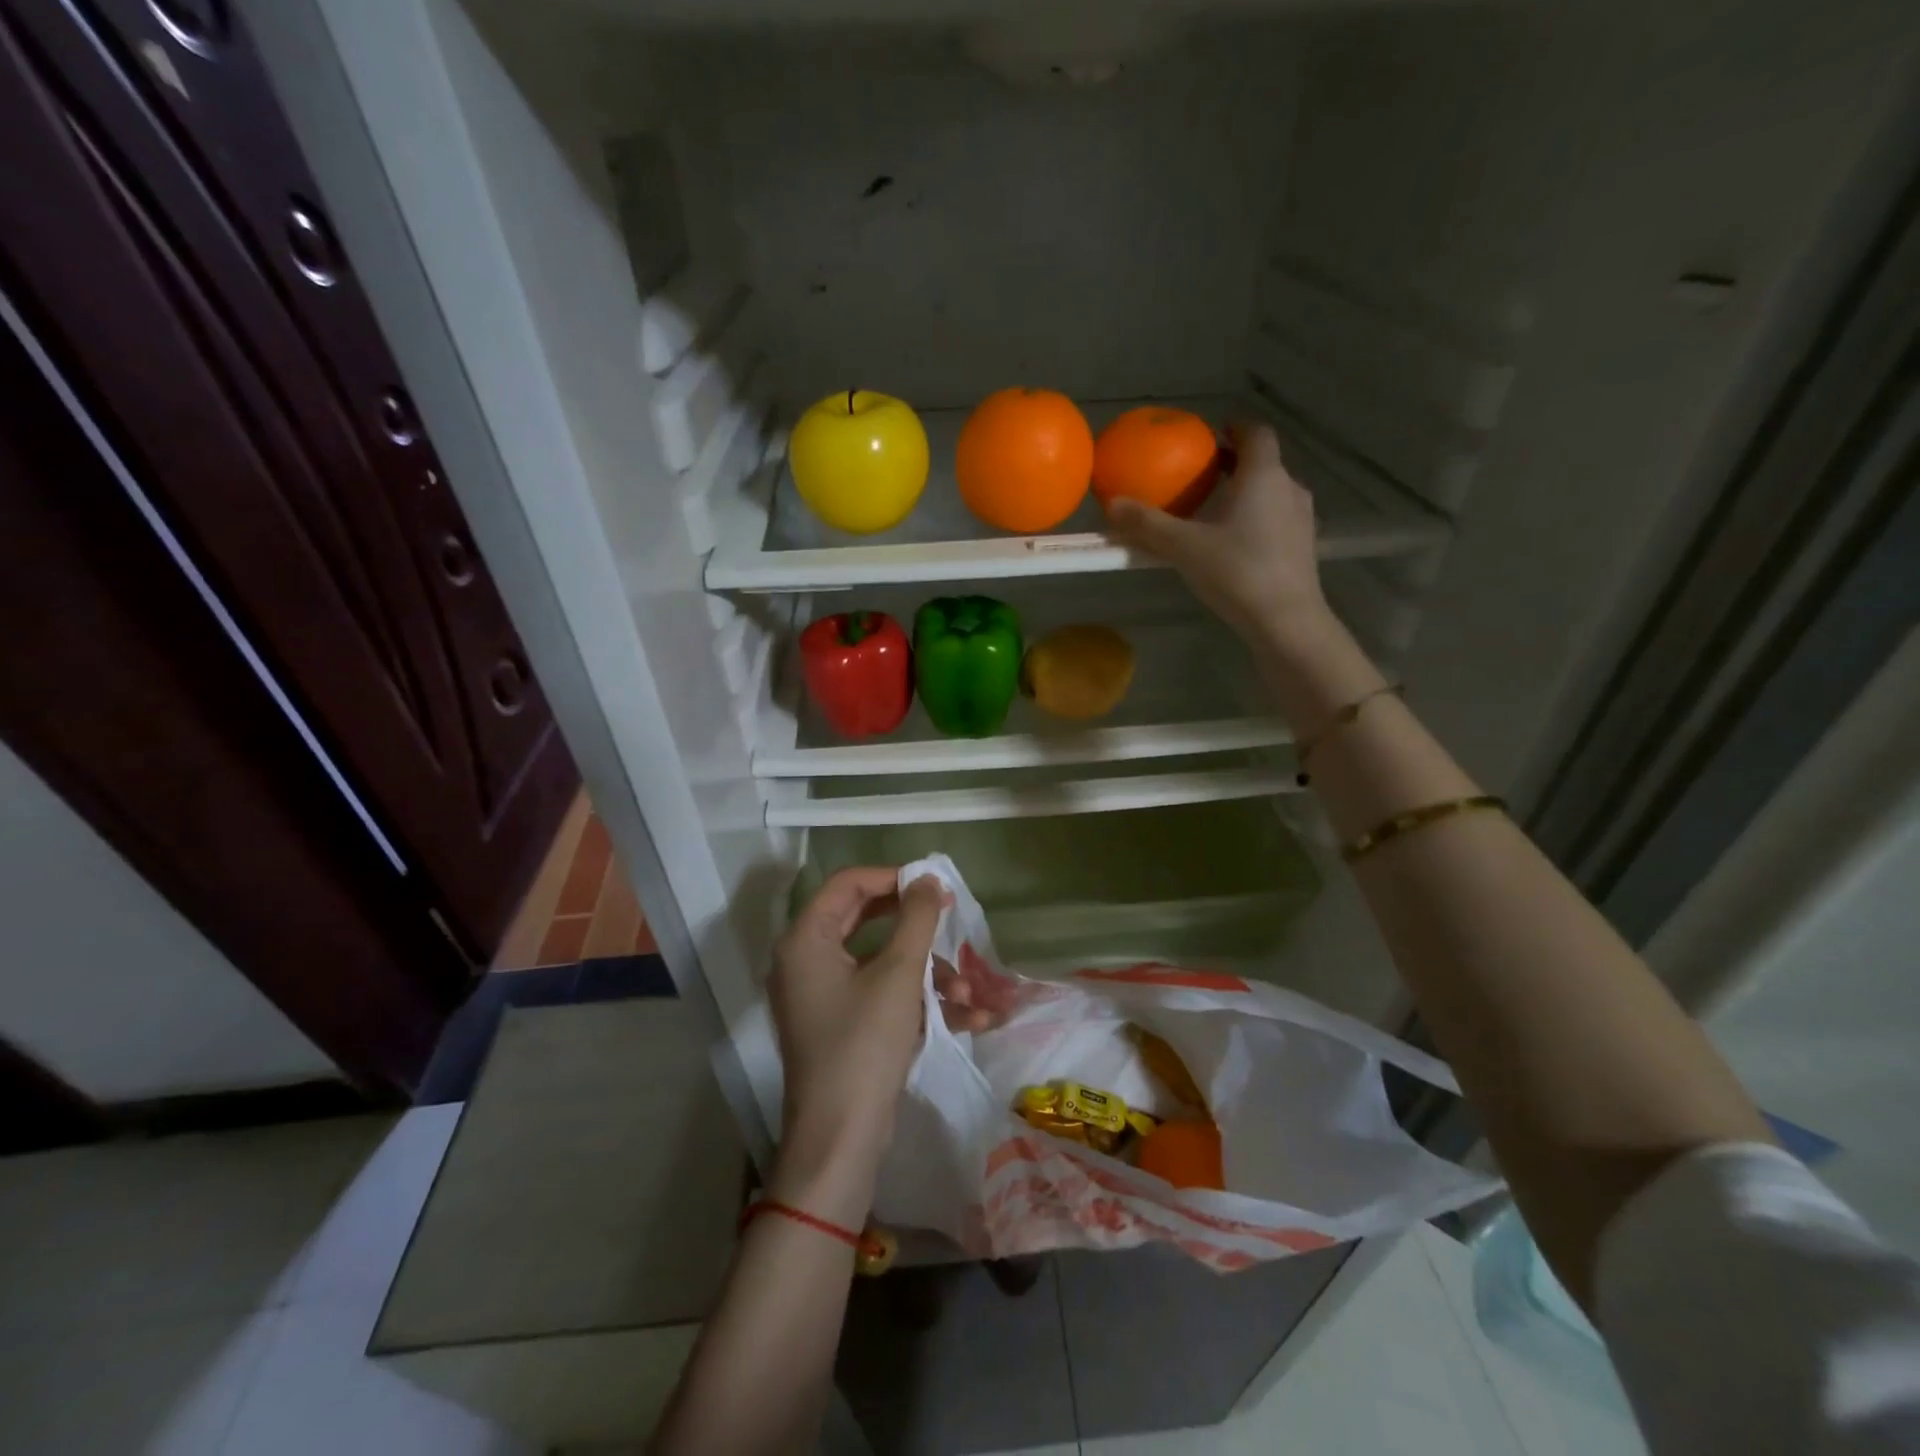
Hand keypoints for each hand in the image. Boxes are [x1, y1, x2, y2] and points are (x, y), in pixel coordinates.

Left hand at [768, 868, 947, 1210]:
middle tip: (952, 918)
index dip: (894, 878)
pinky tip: (967, 1017)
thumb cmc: (864, 1045)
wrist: (840, 1139)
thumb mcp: (898, 975)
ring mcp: (822, 995)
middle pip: (866, 919)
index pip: (848, 883)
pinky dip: (917, 1000)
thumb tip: (928, 879)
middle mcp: (806, 960)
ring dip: (927, 972)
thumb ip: (916, 918)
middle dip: (917, 928)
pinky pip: (880, 994)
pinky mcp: (840, 1024)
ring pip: (881, 962)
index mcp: (806, 938)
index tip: (934, 888)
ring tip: (969, 994)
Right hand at [1103, 421, 1332, 648]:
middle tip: (1202, 478)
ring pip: (1271, 493)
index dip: (1235, 429)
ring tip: (1213, 514)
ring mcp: (1301, 518)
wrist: (1285, 619)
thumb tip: (1111, 504)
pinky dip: (1255, 520)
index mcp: (1262, 475)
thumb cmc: (1236, 571)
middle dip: (1234, 466)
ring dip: (1245, 495)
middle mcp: (1288, 487)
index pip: (1255, 433)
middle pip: (1262, 464)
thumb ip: (1147, 524)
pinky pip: (1277, 519)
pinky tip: (1233, 546)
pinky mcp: (1304, 546)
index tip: (1212, 436)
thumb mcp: (1183, 547)